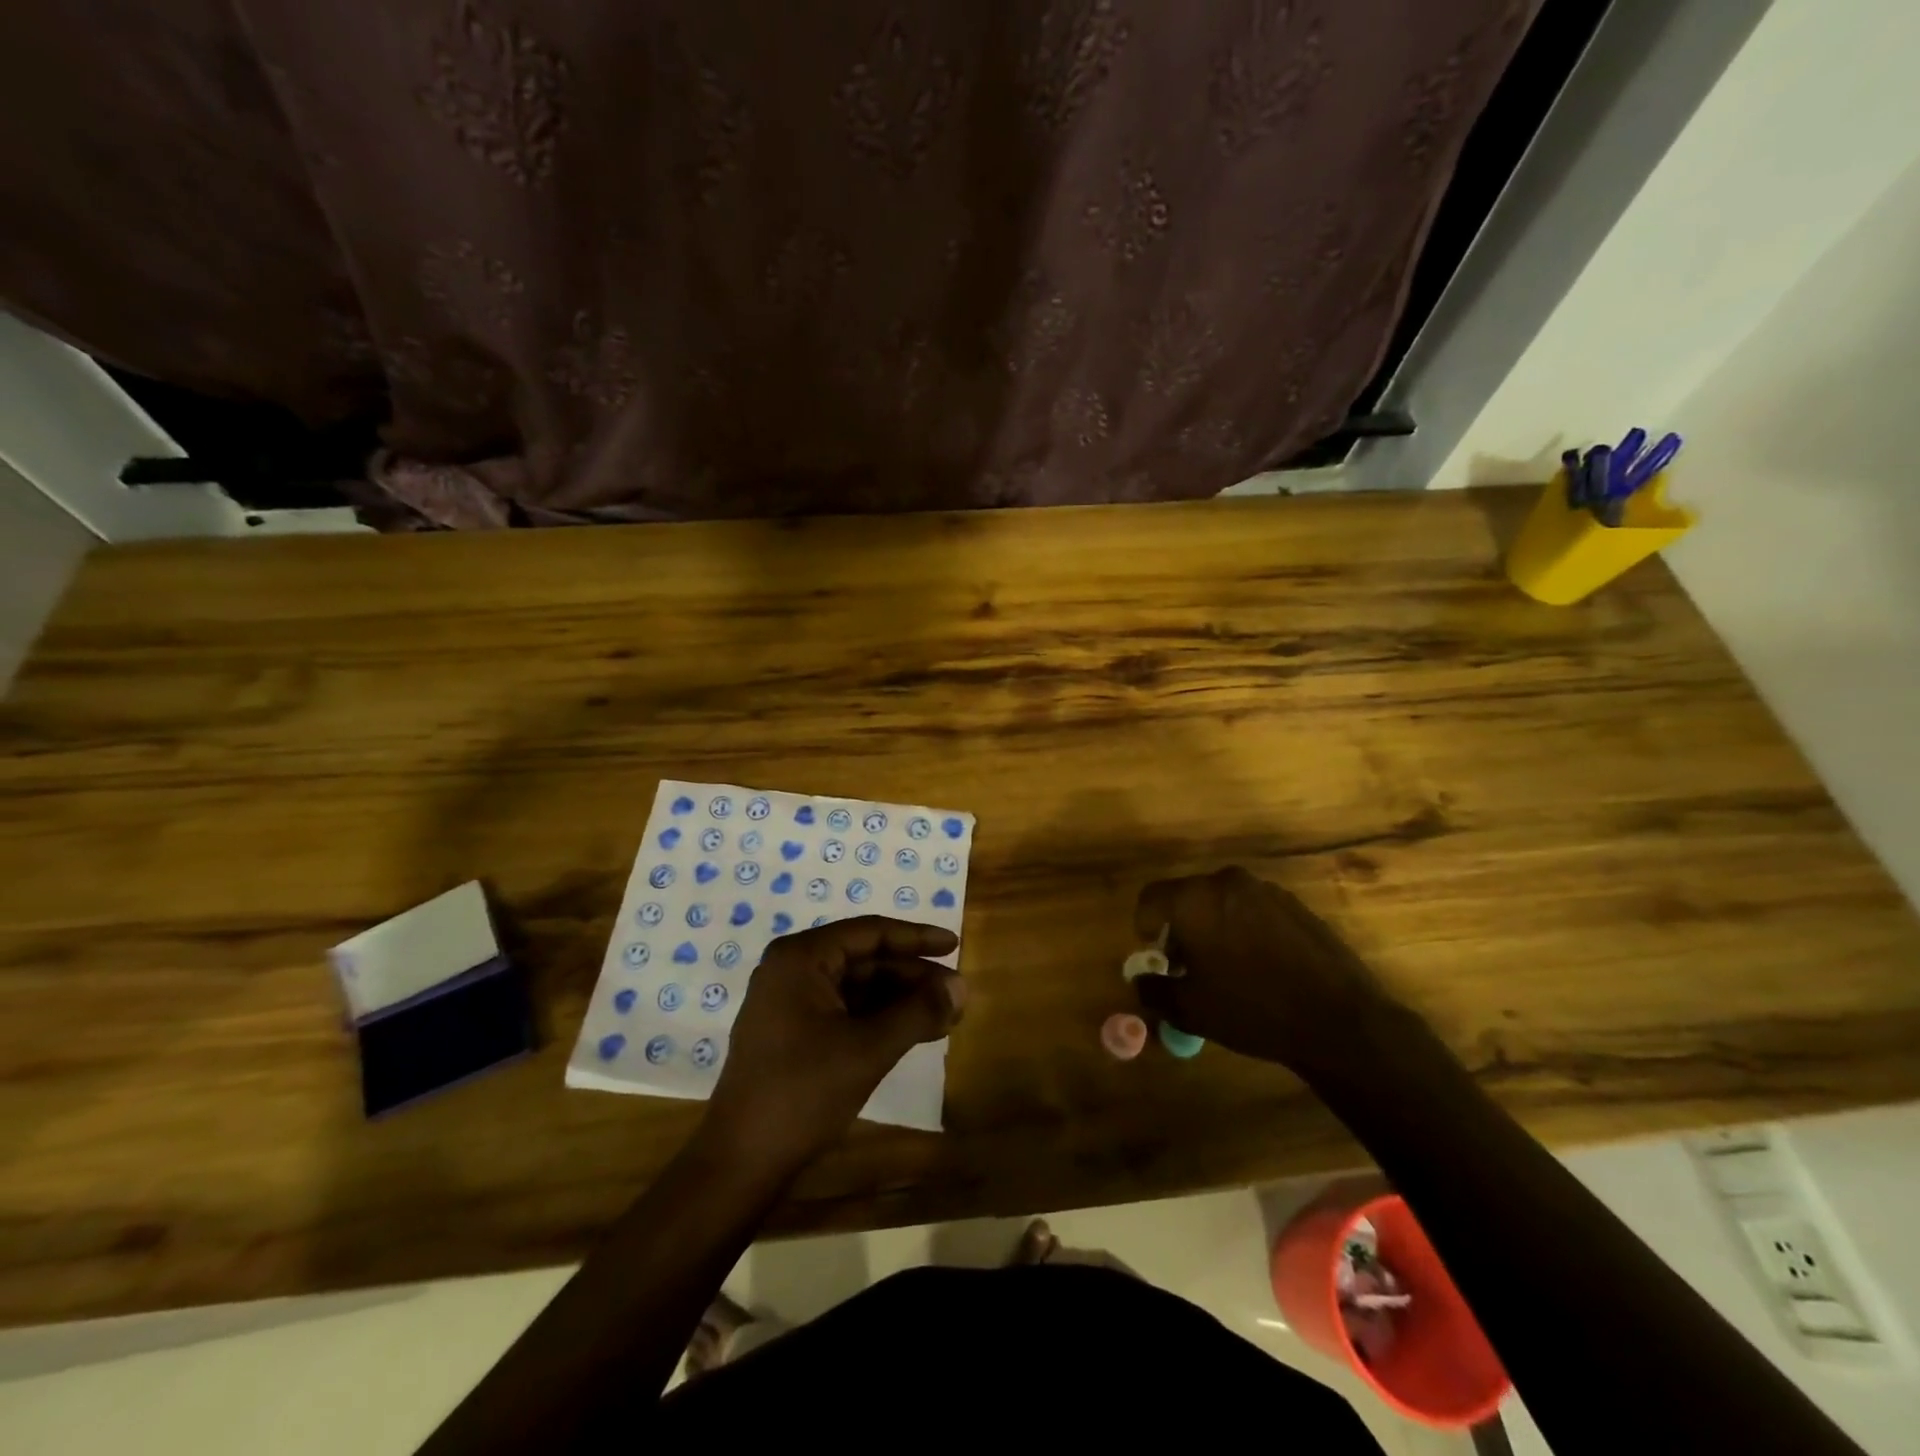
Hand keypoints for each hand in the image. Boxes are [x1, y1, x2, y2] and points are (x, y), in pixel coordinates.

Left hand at [703, 916, 965, 1169]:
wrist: (740, 1161)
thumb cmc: (803, 1092)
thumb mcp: (869, 1049)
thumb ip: (918, 1012)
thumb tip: (961, 986)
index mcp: (802, 958)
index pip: (870, 933)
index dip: (916, 938)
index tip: (954, 945)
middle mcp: (792, 969)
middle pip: (865, 960)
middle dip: (912, 977)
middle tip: (956, 995)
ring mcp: (789, 1002)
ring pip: (857, 988)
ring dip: (900, 1000)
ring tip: (946, 1016)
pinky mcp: (792, 1032)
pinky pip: (844, 1011)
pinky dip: (879, 1019)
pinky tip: (913, 1033)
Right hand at [1132, 867, 1394, 1071]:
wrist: (1339, 1020)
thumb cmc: (1252, 1010)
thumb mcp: (1190, 1009)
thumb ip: (1154, 990)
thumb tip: (1140, 982)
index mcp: (1195, 900)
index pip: (1151, 897)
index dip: (1144, 925)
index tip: (1155, 955)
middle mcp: (1227, 883)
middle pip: (1186, 896)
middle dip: (1179, 927)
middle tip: (1186, 965)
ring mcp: (1265, 890)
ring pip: (1221, 901)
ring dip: (1213, 926)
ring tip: (1225, 968)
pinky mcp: (1294, 904)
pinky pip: (1253, 909)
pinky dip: (1244, 928)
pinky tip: (1260, 966)